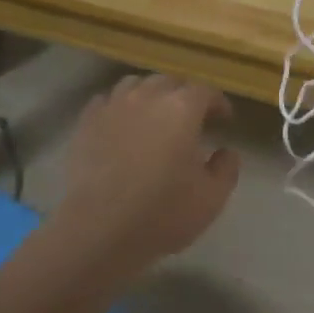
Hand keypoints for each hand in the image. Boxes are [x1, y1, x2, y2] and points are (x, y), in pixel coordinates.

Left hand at [48, 74, 240, 282]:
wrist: (99, 230)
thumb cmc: (161, 213)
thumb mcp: (211, 198)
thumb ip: (226, 169)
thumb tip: (227, 152)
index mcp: (182, 109)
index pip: (205, 91)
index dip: (218, 102)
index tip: (224, 119)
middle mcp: (147, 97)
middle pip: (169, 82)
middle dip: (184, 94)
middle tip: (192, 117)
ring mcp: (112, 107)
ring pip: (135, 85)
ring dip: (150, 94)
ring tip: (155, 115)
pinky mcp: (86, 123)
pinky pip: (105, 100)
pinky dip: (119, 106)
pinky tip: (122, 123)